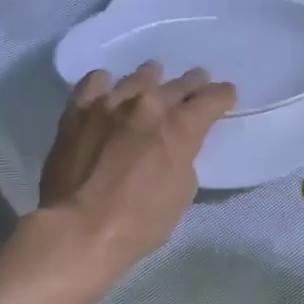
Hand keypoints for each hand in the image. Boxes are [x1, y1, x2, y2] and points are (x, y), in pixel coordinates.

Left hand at [37, 62, 235, 284]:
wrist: (79, 229)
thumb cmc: (140, 221)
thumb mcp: (181, 193)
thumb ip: (183, 158)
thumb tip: (174, 147)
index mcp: (179, 127)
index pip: (210, 100)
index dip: (222, 96)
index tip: (227, 94)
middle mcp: (147, 105)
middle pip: (177, 85)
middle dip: (192, 83)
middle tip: (199, 79)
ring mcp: (109, 105)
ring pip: (137, 79)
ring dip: (151, 77)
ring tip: (154, 74)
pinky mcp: (76, 113)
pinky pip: (93, 84)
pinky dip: (105, 83)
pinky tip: (107, 86)